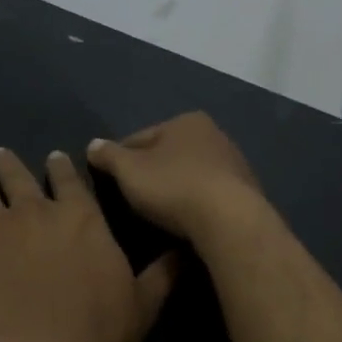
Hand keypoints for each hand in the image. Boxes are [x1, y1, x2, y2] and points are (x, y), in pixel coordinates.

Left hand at [0, 148, 177, 341]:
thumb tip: (185, 249)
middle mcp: (37, 210)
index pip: (71, 180)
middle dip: (9, 164)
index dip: (62, 167)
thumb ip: (162, 274)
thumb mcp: (143, 306)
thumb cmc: (97, 335)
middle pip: (19, 176)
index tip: (54, 157)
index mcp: (82, 218)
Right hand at [86, 113, 266, 243]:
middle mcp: (215, 134)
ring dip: (176, 188)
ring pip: (191, 174)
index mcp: (186, 121)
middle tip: (133, 198)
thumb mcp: (129, 171)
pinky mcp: (247, 191)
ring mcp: (235, 163)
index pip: (141, 137)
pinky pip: (210, 194)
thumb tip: (93, 145)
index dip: (120, 158)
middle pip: (169, 154)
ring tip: (159, 213)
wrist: (230, 220)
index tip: (109, 179)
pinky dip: (196, 203)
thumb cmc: (174, 187)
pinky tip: (187, 220)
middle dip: (152, 172)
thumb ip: (109, 156)